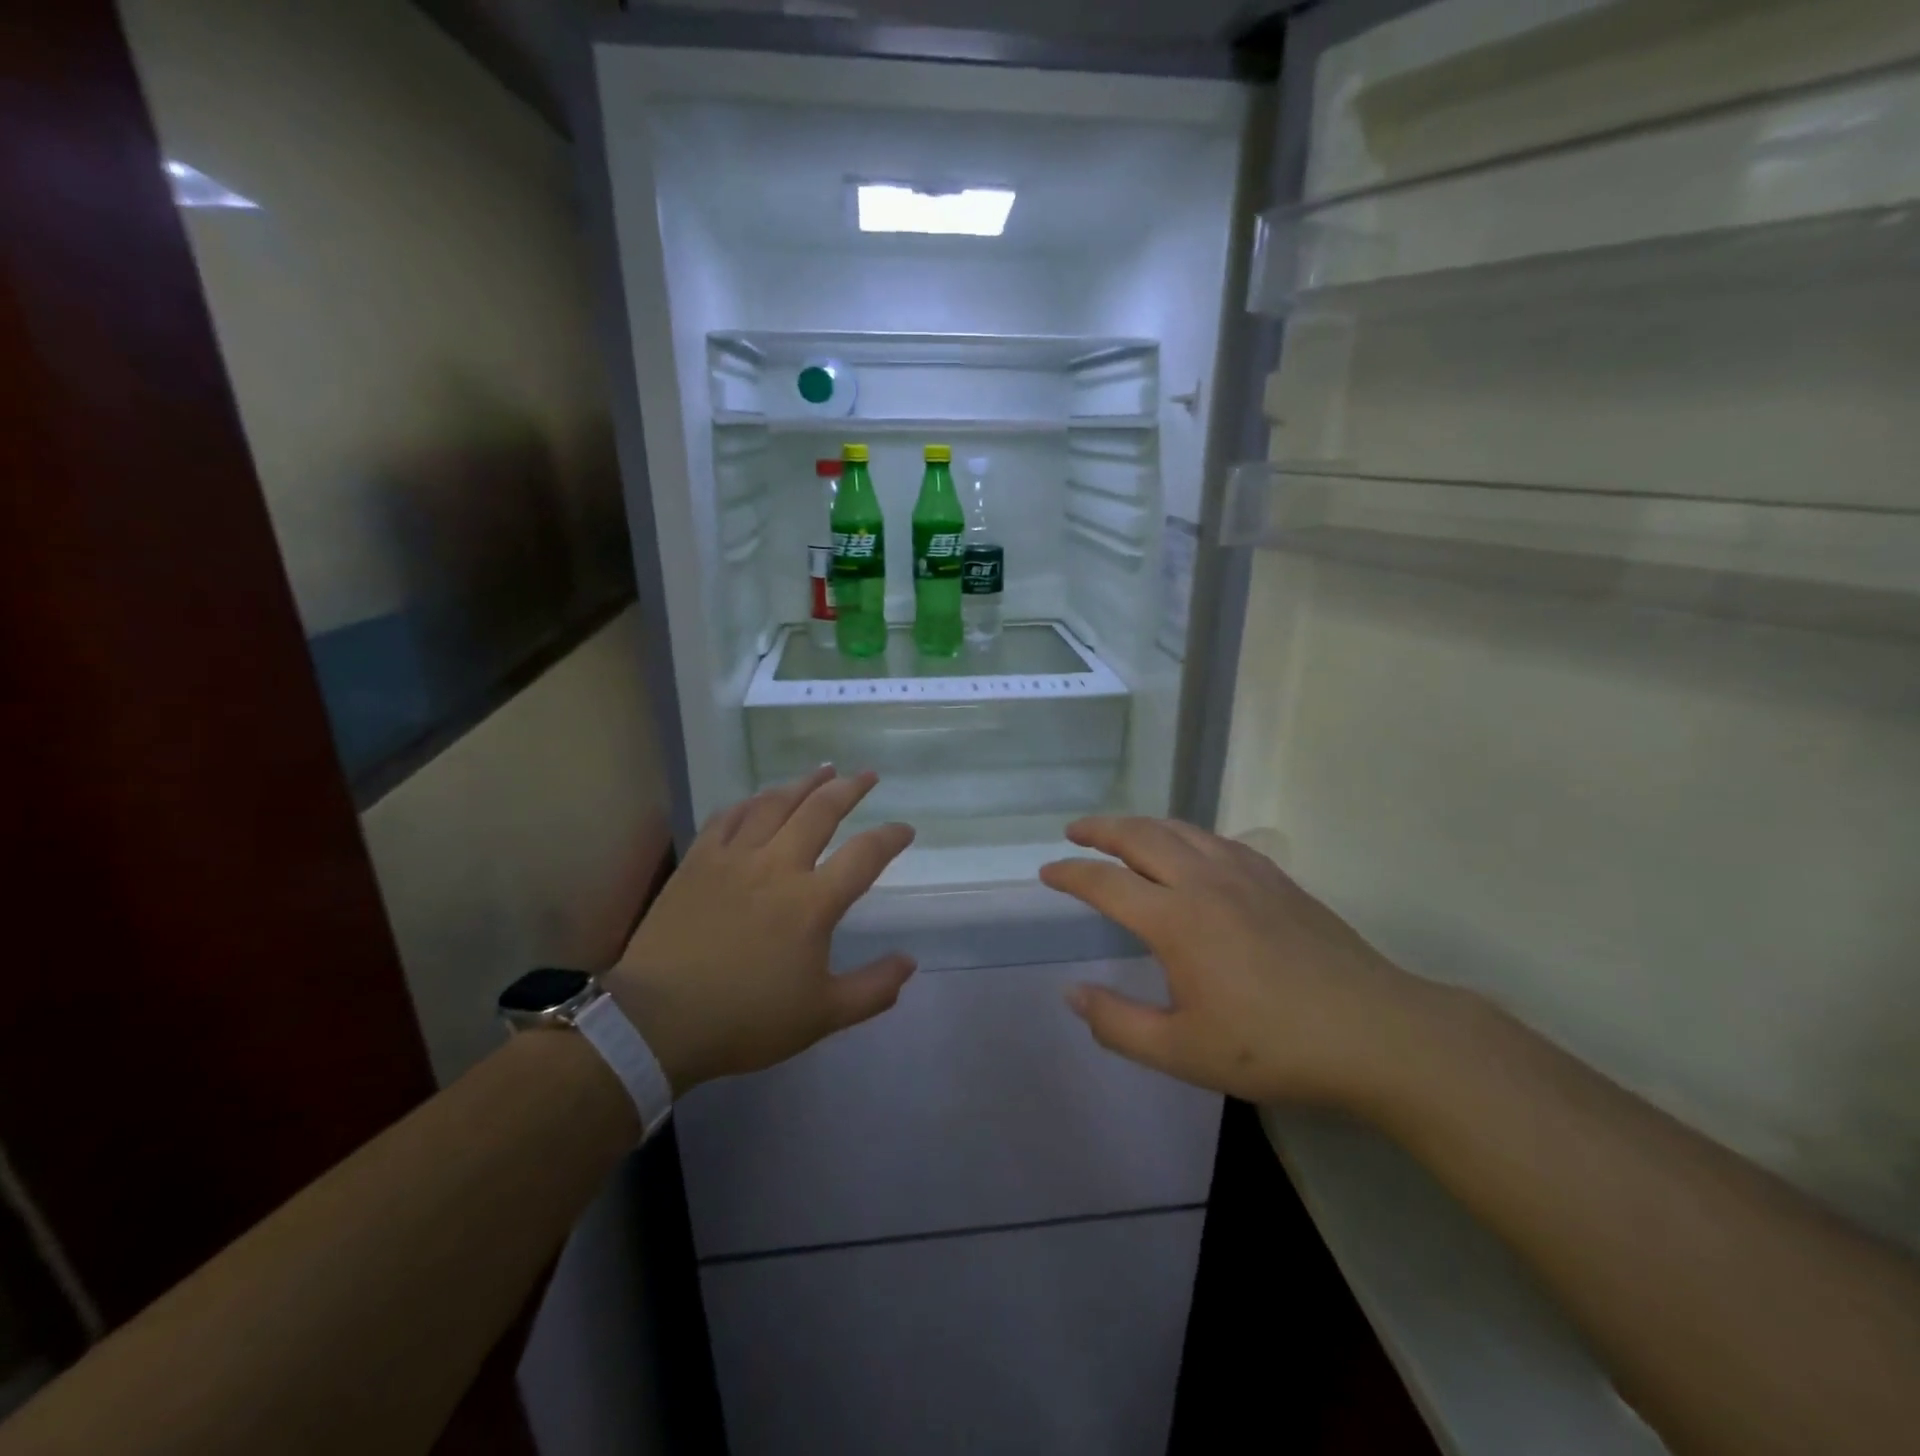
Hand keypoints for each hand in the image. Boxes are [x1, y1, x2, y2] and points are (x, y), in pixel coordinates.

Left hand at [604, 768, 915, 1094]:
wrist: (658, 1021)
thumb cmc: (745, 1019)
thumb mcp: (822, 1016)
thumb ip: (872, 989)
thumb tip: (910, 963)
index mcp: (813, 902)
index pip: (864, 855)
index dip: (890, 837)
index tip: (905, 829)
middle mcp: (777, 866)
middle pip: (820, 812)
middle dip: (849, 789)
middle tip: (867, 775)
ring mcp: (734, 858)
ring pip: (775, 804)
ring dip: (803, 784)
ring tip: (823, 770)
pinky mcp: (698, 861)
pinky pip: (728, 817)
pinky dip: (750, 802)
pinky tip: (759, 797)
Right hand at [1039, 817, 1431, 1108]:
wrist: (1376, 1032)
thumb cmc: (1273, 1047)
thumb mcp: (1182, 1052)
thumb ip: (1117, 1024)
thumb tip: (1072, 994)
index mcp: (1175, 919)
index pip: (1106, 883)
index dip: (1071, 873)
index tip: (1047, 872)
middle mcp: (1203, 881)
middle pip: (1139, 837)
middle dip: (1100, 829)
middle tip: (1075, 831)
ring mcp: (1244, 873)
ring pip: (1180, 830)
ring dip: (1141, 824)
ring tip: (1121, 831)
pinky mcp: (1276, 879)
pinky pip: (1216, 839)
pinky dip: (1186, 834)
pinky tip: (1189, 848)